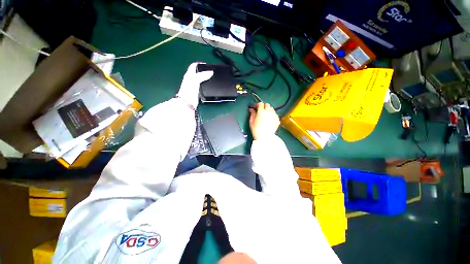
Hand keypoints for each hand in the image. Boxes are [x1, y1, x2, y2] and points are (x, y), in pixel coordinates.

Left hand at [176, 63, 213, 108]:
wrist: (187, 103)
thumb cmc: (189, 91)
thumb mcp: (195, 80)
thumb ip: (202, 75)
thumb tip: (211, 72)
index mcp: (189, 75)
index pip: (193, 66)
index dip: (199, 64)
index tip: (207, 65)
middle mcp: (190, 80)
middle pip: (197, 73)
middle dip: (204, 71)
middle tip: (211, 72)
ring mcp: (193, 87)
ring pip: (200, 80)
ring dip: (205, 78)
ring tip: (212, 79)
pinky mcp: (196, 93)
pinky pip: (202, 87)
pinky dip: (206, 85)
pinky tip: (209, 87)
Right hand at [248, 102, 279, 139]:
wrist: (265, 138)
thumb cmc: (256, 130)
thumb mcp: (251, 121)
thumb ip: (252, 114)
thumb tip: (251, 109)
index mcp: (261, 112)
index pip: (260, 104)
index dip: (257, 105)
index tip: (254, 108)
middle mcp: (269, 112)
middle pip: (267, 105)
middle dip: (263, 106)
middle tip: (260, 110)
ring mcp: (274, 115)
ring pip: (272, 109)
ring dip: (268, 110)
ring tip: (265, 115)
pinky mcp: (277, 120)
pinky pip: (275, 114)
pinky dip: (272, 115)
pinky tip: (269, 119)